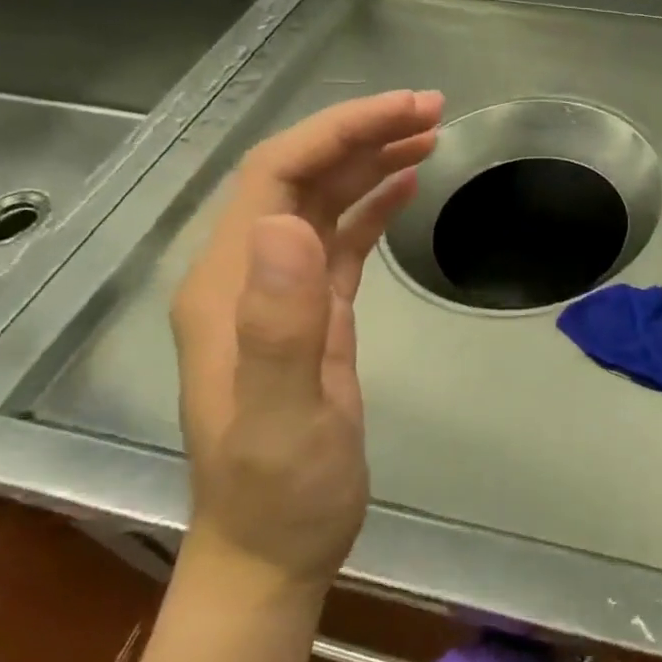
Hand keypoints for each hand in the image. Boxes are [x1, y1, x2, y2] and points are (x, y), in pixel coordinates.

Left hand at [170, 90, 443, 591]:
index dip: (339, 132)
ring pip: (321, 201)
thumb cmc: (277, 490)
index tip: (407, 112)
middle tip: (433, 113)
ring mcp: (278, 294)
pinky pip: (339, 239)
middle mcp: (245, 275)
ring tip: (430, 137)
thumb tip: (289, 224)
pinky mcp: (311, 314)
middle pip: (299, 176)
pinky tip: (406, 187)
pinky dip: (371, 205)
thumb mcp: (282, 416)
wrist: (273, 549)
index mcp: (228, 284)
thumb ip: (279, 323)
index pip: (276, 175)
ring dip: (370, 162)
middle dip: (362, 134)